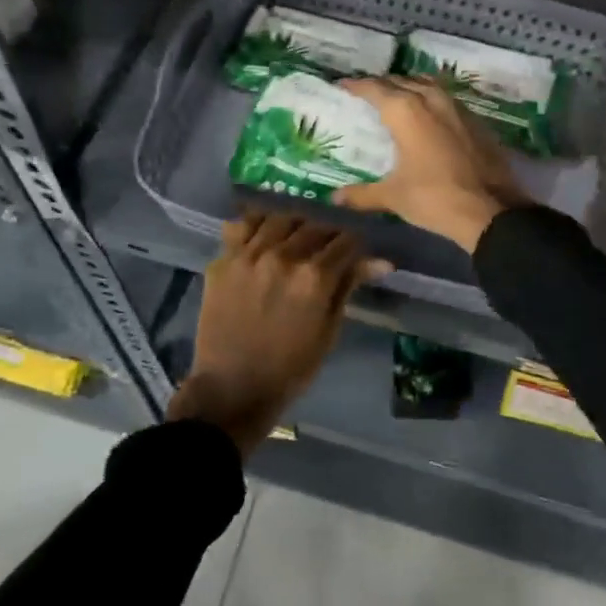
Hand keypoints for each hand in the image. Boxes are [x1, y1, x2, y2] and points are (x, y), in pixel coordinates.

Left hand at [169, 212, 386, 455]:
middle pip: (315, 226)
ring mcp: (249, 254)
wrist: (232, 388)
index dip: (355, 246)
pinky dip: (258, 224)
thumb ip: (348, 287)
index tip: (354, 253)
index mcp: (314, 277)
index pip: (345, 242)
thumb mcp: (329, 331)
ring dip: (296, 224)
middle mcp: (283, 256)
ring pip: (280, 218)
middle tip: (327, 248)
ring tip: (297, 237)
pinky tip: (265, 234)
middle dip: (328, 234)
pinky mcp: (224, 259)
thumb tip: (381, 261)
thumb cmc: (289, 368)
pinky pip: (242, 225)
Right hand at [334, 77, 530, 253]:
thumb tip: (335, 198)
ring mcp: (457, 108)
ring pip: (427, 85)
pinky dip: (431, 100)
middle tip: (367, 92)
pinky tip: (428, 115)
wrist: (491, 210)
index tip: (342, 84)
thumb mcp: (393, 197)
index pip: (375, 88)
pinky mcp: (476, 120)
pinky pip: (446, 99)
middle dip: (382, 84)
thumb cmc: (434, 198)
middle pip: (402, 81)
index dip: (356, 85)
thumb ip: (362, 194)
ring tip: (397, 97)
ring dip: (410, 86)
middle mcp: (431, 100)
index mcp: (405, 112)